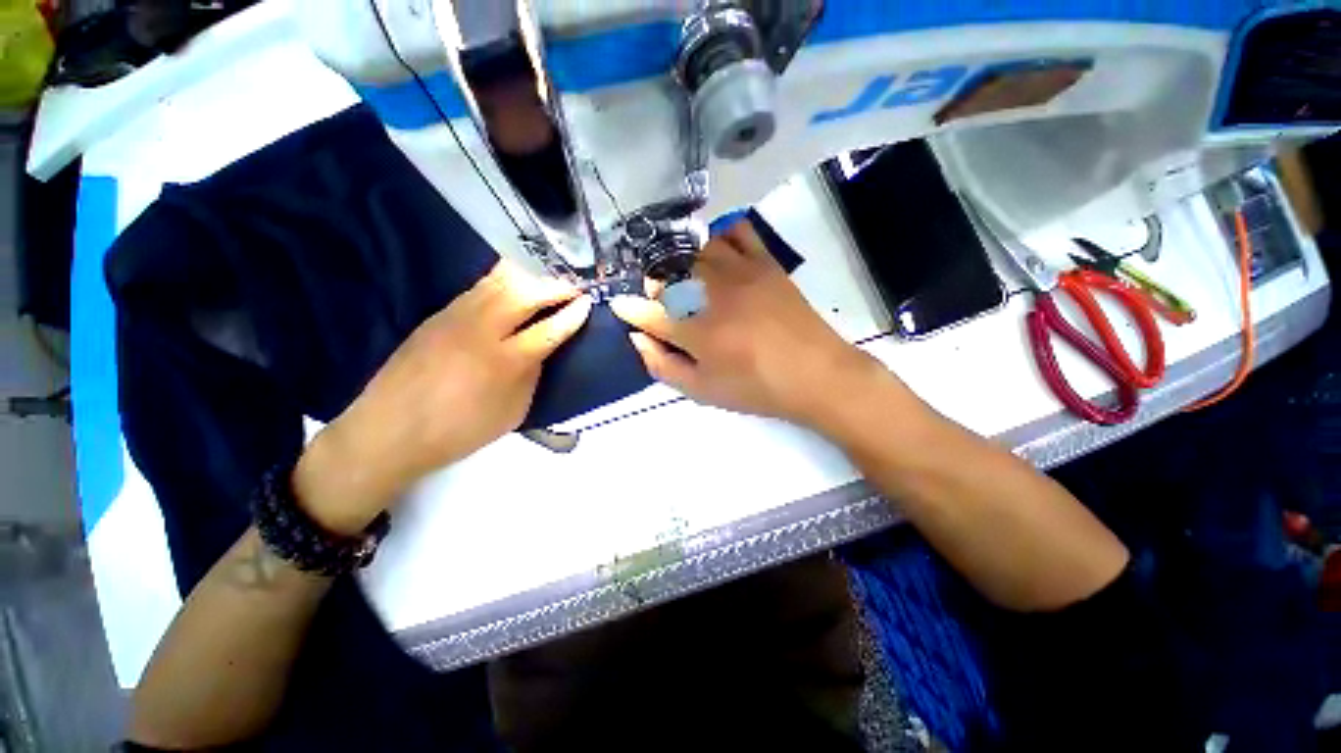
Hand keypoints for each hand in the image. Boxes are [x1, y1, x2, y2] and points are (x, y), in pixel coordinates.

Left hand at [293, 261, 592, 533]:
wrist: (390, 430)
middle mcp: (481, 330)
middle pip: (525, 292)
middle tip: (573, 287)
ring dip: (530, 277)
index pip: (549, 329)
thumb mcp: (512, 411)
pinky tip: (514, 286)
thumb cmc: (460, 430)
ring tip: (548, 280)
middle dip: (554, 286)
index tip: (588, 302)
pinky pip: (480, 287)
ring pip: (499, 281)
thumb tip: (542, 349)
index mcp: (505, 362)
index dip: (572, 314)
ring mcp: (456, 316)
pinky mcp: (439, 313)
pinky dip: (504, 281)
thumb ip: (531, 375)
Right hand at [610, 223, 886, 430]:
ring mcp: (739, 271)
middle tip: (661, 302)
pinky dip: (719, 237)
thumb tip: (637, 338)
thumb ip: (662, 365)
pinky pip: (735, 231)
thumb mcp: (702, 391)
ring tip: (686, 279)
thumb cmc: (755, 388)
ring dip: (680, 262)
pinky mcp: (764, 261)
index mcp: (693, 330)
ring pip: (693, 249)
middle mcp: (710, 292)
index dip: (629, 309)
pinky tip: (718, 255)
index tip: (621, 307)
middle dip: (654, 286)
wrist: (816, 374)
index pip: (646, 311)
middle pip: (666, 273)